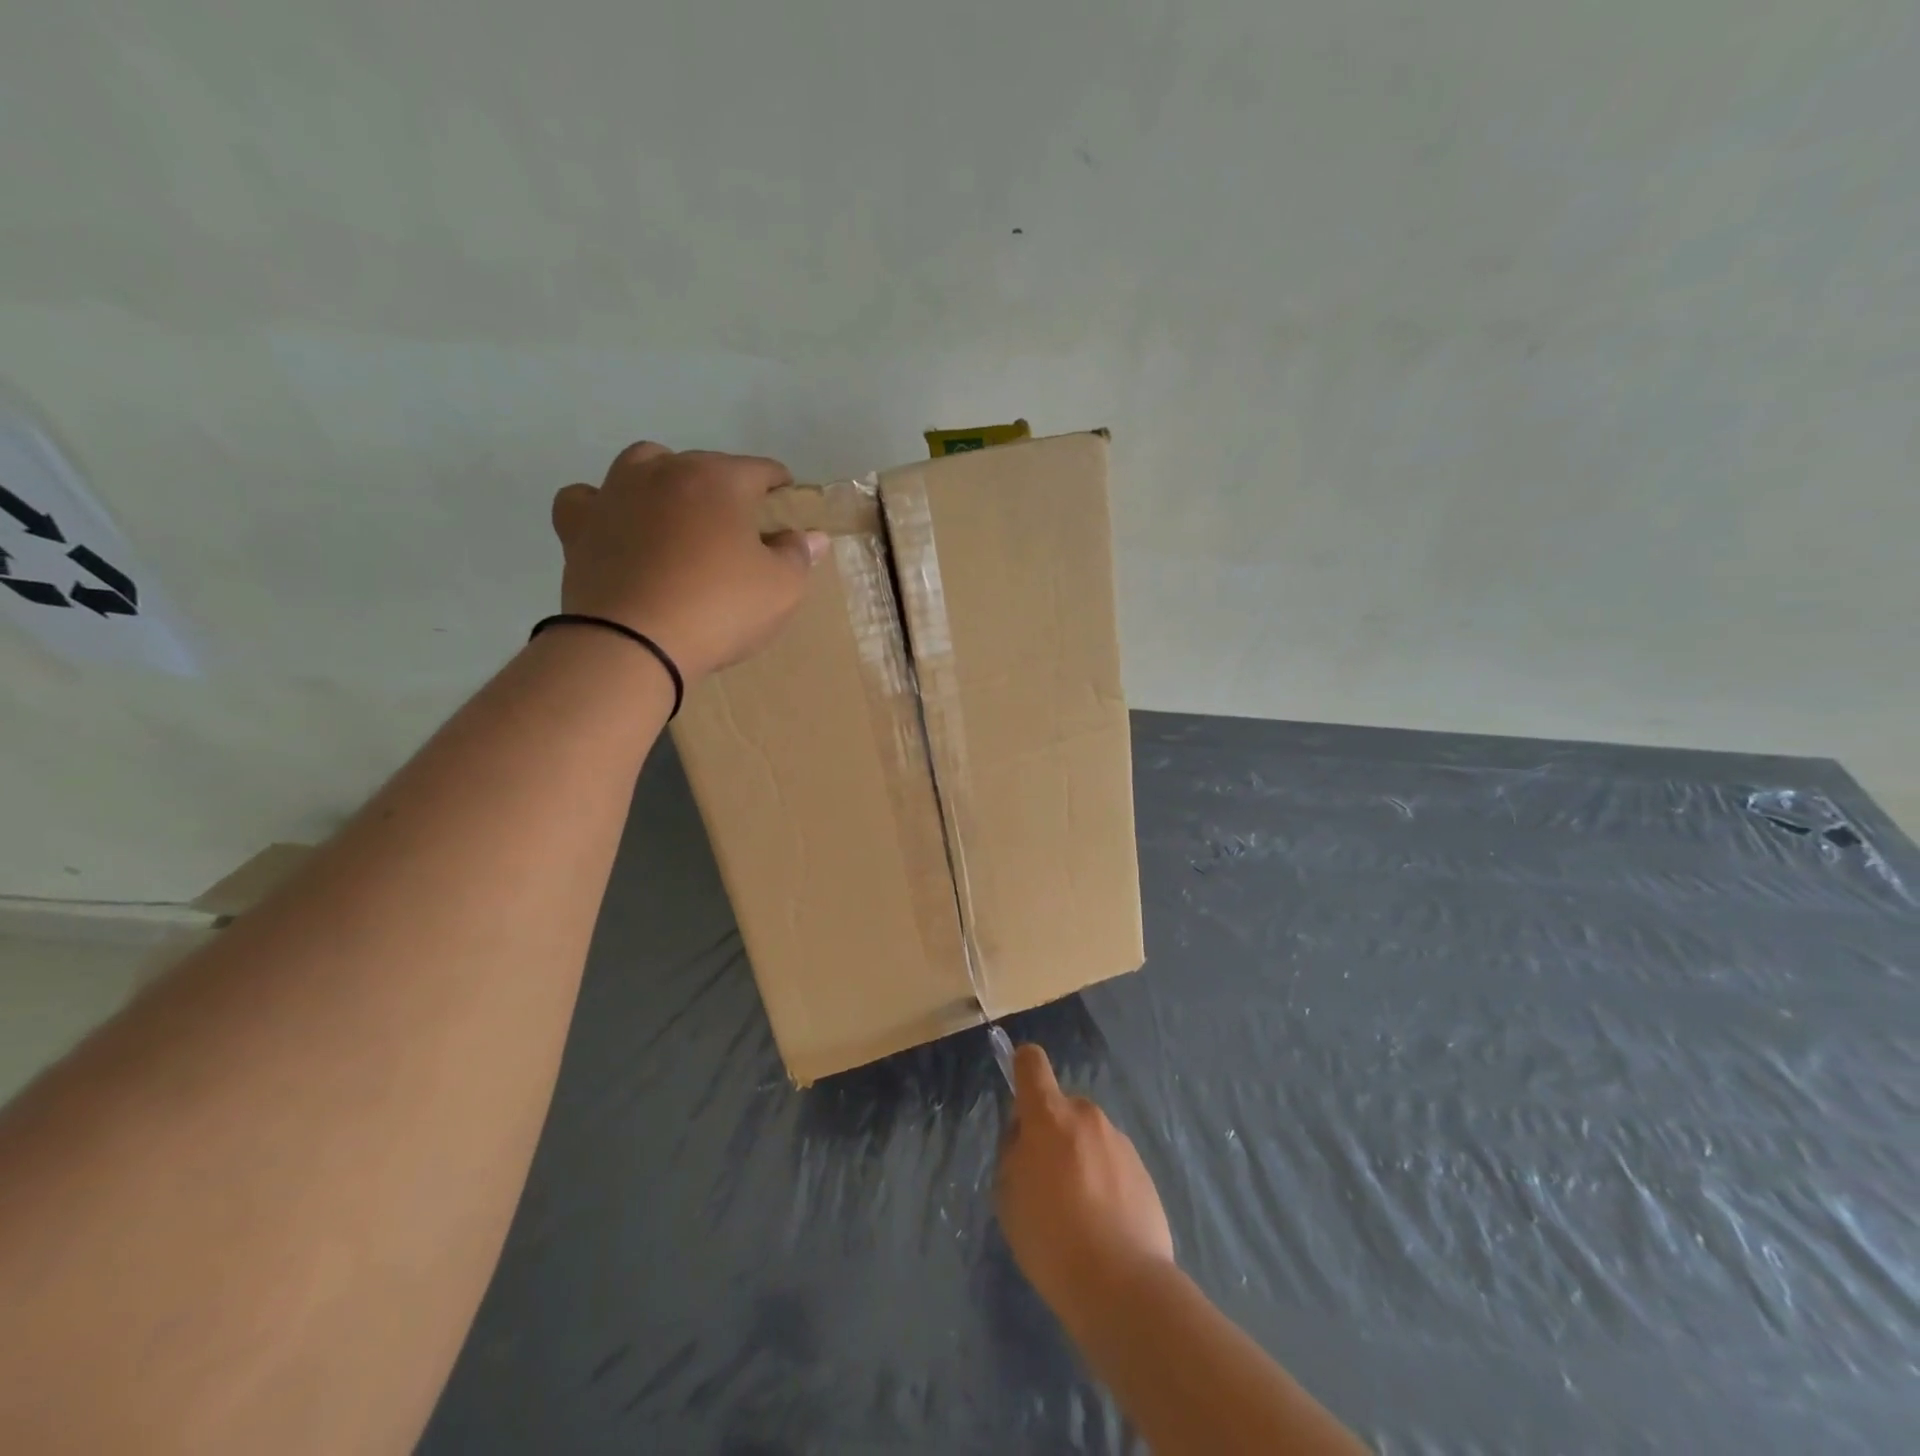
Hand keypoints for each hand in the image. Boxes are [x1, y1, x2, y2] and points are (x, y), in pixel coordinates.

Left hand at [550, 443, 827, 682]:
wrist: (632, 644)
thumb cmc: (719, 609)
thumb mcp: (781, 589)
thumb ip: (798, 555)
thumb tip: (809, 535)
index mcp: (717, 479)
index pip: (760, 469)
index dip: (780, 487)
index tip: (788, 508)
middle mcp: (663, 472)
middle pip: (703, 466)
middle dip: (725, 489)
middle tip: (738, 529)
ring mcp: (614, 494)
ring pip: (643, 467)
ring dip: (665, 482)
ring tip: (678, 519)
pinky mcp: (577, 527)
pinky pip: (588, 500)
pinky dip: (604, 507)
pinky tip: (618, 528)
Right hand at [996, 1044, 1175, 1322]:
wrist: (1122, 1285)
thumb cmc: (1051, 1238)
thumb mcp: (1009, 1194)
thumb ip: (1015, 1152)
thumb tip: (1027, 1138)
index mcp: (1049, 1115)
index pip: (1032, 1062)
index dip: (1022, 1067)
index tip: (1020, 1095)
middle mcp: (1087, 1116)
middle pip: (1061, 1107)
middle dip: (1051, 1131)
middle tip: (1044, 1179)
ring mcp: (1119, 1141)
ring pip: (1088, 1136)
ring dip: (1079, 1156)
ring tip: (1077, 1211)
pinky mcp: (1143, 1170)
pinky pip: (1112, 1162)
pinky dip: (1103, 1180)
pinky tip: (1102, 1224)